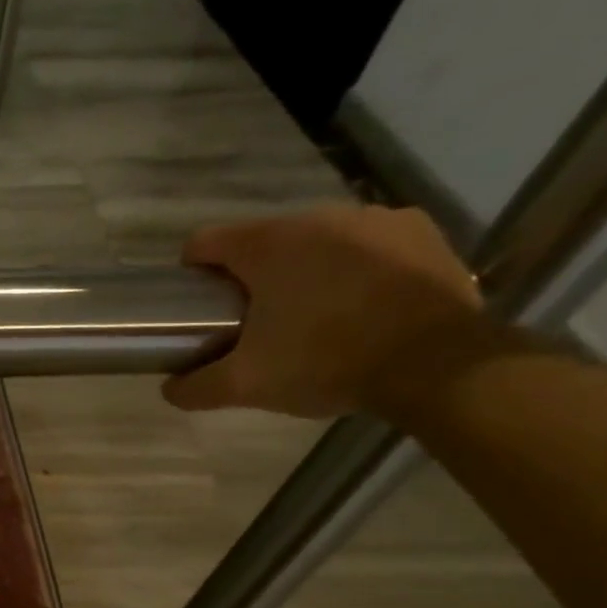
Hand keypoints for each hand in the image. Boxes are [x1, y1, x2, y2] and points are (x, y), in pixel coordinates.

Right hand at [162, 204, 487, 419]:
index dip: (193, 272)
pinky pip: (370, 243)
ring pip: (317, 241)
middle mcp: (317, 217)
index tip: (200, 305)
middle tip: (257, 322)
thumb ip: (197, 388)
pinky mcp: (420, 231)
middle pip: (262, 242)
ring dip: (306, 269)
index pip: (205, 241)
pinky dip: (358, 266)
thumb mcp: (247, 385)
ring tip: (316, 315)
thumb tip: (169, 390)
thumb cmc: (326, 363)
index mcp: (268, 245)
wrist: (437, 364)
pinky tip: (365, 303)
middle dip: (253, 276)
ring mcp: (374, 219)